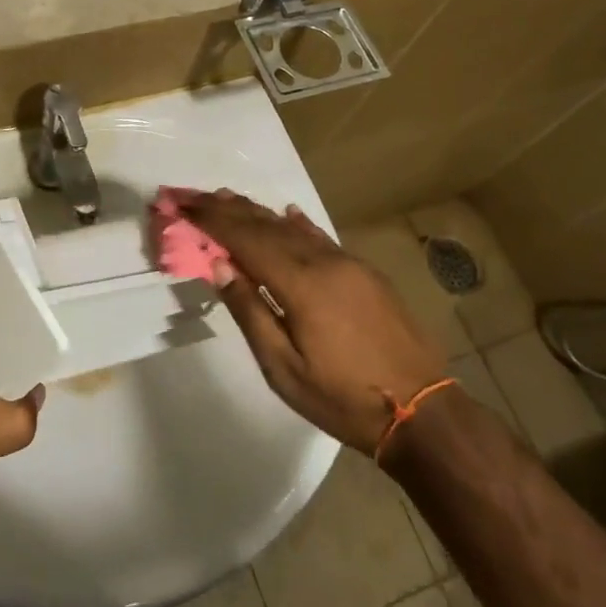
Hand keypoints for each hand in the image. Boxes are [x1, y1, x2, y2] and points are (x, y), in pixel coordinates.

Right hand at [179, 191, 445, 454]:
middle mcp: (324, 262)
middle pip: (267, 226)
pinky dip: (299, 225)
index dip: (212, 221)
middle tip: (196, 195)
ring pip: (294, 229)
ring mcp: (349, 264)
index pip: (246, 239)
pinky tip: (289, 214)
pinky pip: (322, 239)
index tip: (183, 205)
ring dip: (259, 213)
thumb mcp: (284, 368)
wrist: (422, 412)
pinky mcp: (366, 274)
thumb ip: (250, 311)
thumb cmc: (343, 398)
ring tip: (228, 198)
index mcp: (300, 283)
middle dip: (228, 209)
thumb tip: (220, 266)